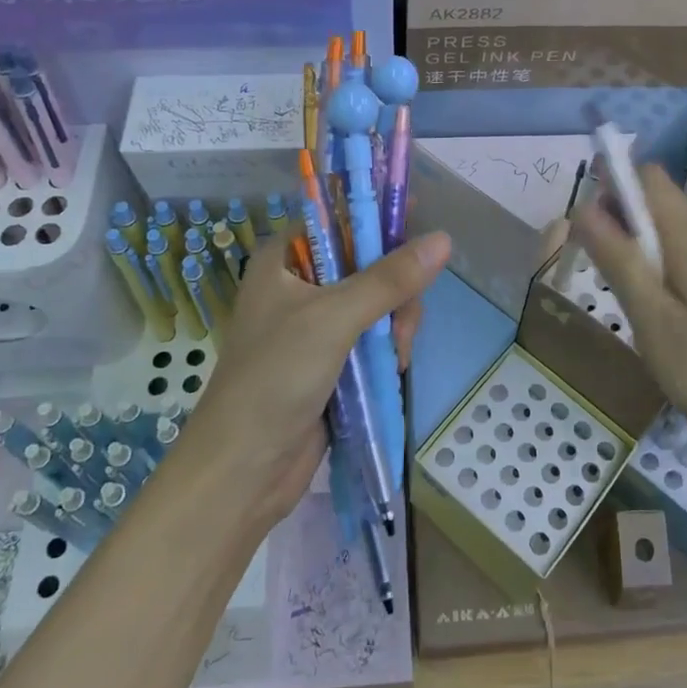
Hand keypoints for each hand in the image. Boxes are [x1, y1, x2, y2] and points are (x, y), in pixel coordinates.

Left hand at [180, 229, 451, 525]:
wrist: (243, 470)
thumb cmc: (276, 377)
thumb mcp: (335, 318)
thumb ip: (390, 278)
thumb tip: (444, 239)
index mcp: (283, 259)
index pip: (338, 219)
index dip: (377, 217)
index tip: (417, 222)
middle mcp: (298, 285)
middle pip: (366, 262)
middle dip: (394, 288)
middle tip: (403, 318)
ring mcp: (314, 325)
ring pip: (376, 302)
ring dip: (395, 324)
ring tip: (397, 356)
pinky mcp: (328, 360)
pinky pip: (371, 337)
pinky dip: (387, 349)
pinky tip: (393, 368)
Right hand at [571, 166, 686, 476]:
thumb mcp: (652, 319)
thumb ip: (618, 259)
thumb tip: (583, 207)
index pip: (650, 177)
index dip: (612, 184)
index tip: (585, 224)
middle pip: (662, 204)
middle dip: (622, 221)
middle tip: (598, 271)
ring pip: (675, 236)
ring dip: (641, 250)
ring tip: (625, 300)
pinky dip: (665, 272)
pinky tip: (661, 318)